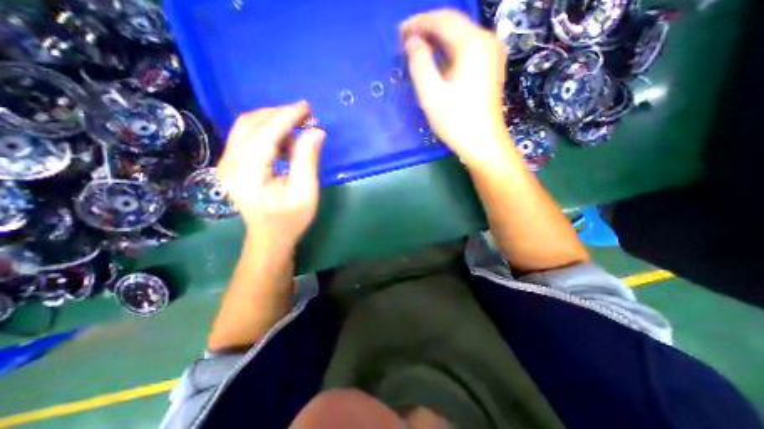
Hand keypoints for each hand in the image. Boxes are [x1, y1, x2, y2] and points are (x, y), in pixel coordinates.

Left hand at [215, 101, 322, 250]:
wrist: (270, 237)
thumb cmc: (290, 220)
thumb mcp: (305, 193)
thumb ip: (307, 160)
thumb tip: (316, 132)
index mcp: (247, 174)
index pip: (265, 134)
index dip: (286, 117)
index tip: (306, 107)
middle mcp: (230, 164)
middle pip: (249, 124)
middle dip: (278, 114)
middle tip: (304, 115)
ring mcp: (228, 163)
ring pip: (246, 127)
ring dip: (272, 122)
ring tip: (298, 128)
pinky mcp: (233, 164)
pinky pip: (248, 137)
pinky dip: (268, 132)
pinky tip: (286, 141)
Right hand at [400, 11, 512, 167]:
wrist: (483, 143)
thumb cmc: (456, 121)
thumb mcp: (431, 94)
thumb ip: (419, 63)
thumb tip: (413, 42)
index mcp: (472, 44)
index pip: (442, 20)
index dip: (418, 23)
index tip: (400, 32)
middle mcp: (487, 41)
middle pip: (453, 25)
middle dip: (428, 30)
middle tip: (406, 42)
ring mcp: (492, 55)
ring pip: (460, 37)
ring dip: (437, 41)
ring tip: (417, 52)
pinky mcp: (491, 68)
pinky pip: (467, 50)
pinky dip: (449, 52)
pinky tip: (437, 62)